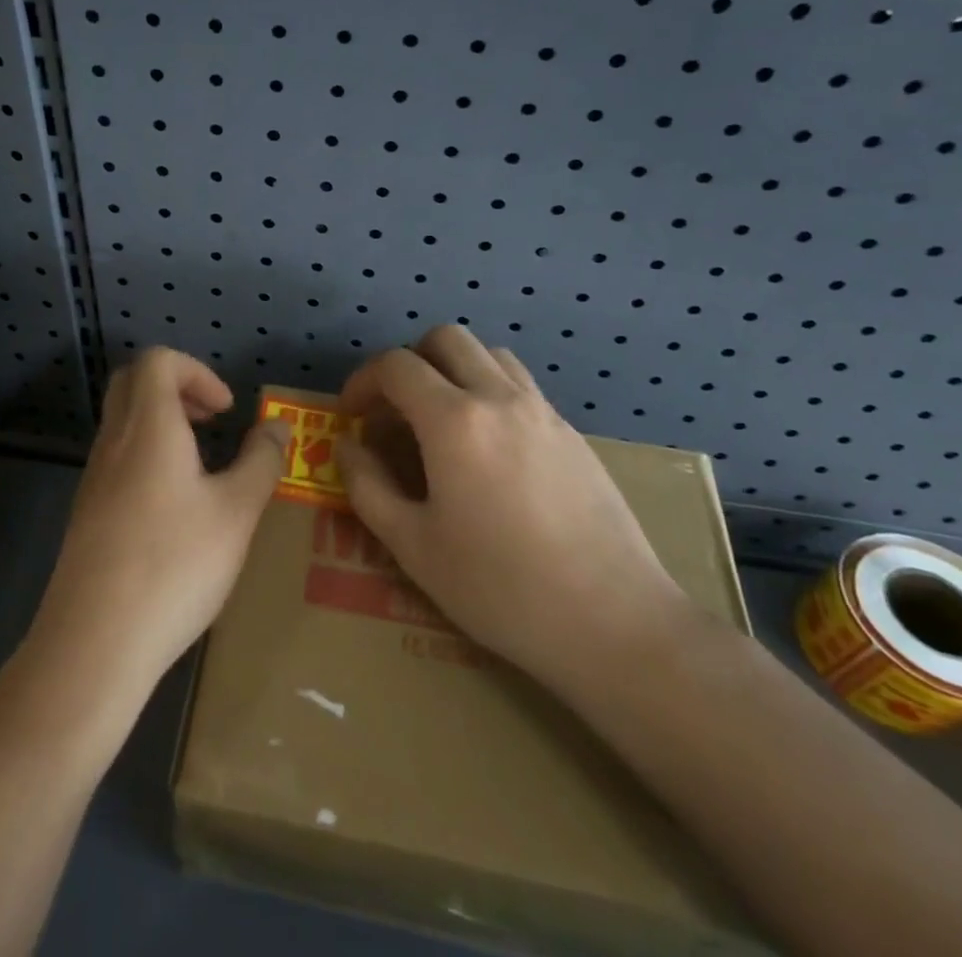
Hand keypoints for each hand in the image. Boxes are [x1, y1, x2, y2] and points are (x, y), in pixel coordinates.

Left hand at [22, 348, 288, 704]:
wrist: (93, 643)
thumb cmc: (173, 566)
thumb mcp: (236, 513)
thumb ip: (261, 462)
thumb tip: (277, 426)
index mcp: (148, 427)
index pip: (158, 360)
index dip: (197, 371)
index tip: (226, 411)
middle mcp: (113, 441)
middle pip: (132, 381)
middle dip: (175, 387)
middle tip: (211, 421)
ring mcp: (93, 477)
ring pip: (121, 421)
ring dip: (160, 423)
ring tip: (201, 464)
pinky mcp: (86, 512)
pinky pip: (116, 458)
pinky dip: (146, 456)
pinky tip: (174, 507)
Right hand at [336, 326, 688, 698]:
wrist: (615, 623)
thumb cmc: (500, 588)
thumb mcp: (413, 546)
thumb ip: (368, 487)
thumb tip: (347, 446)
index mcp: (454, 420)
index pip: (396, 366)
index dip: (362, 380)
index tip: (351, 415)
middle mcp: (499, 398)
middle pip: (446, 338)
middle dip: (409, 361)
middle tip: (395, 409)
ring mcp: (543, 411)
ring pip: (490, 354)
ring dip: (454, 369)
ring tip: (441, 420)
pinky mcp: (573, 434)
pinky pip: (521, 386)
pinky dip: (490, 392)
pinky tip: (489, 449)